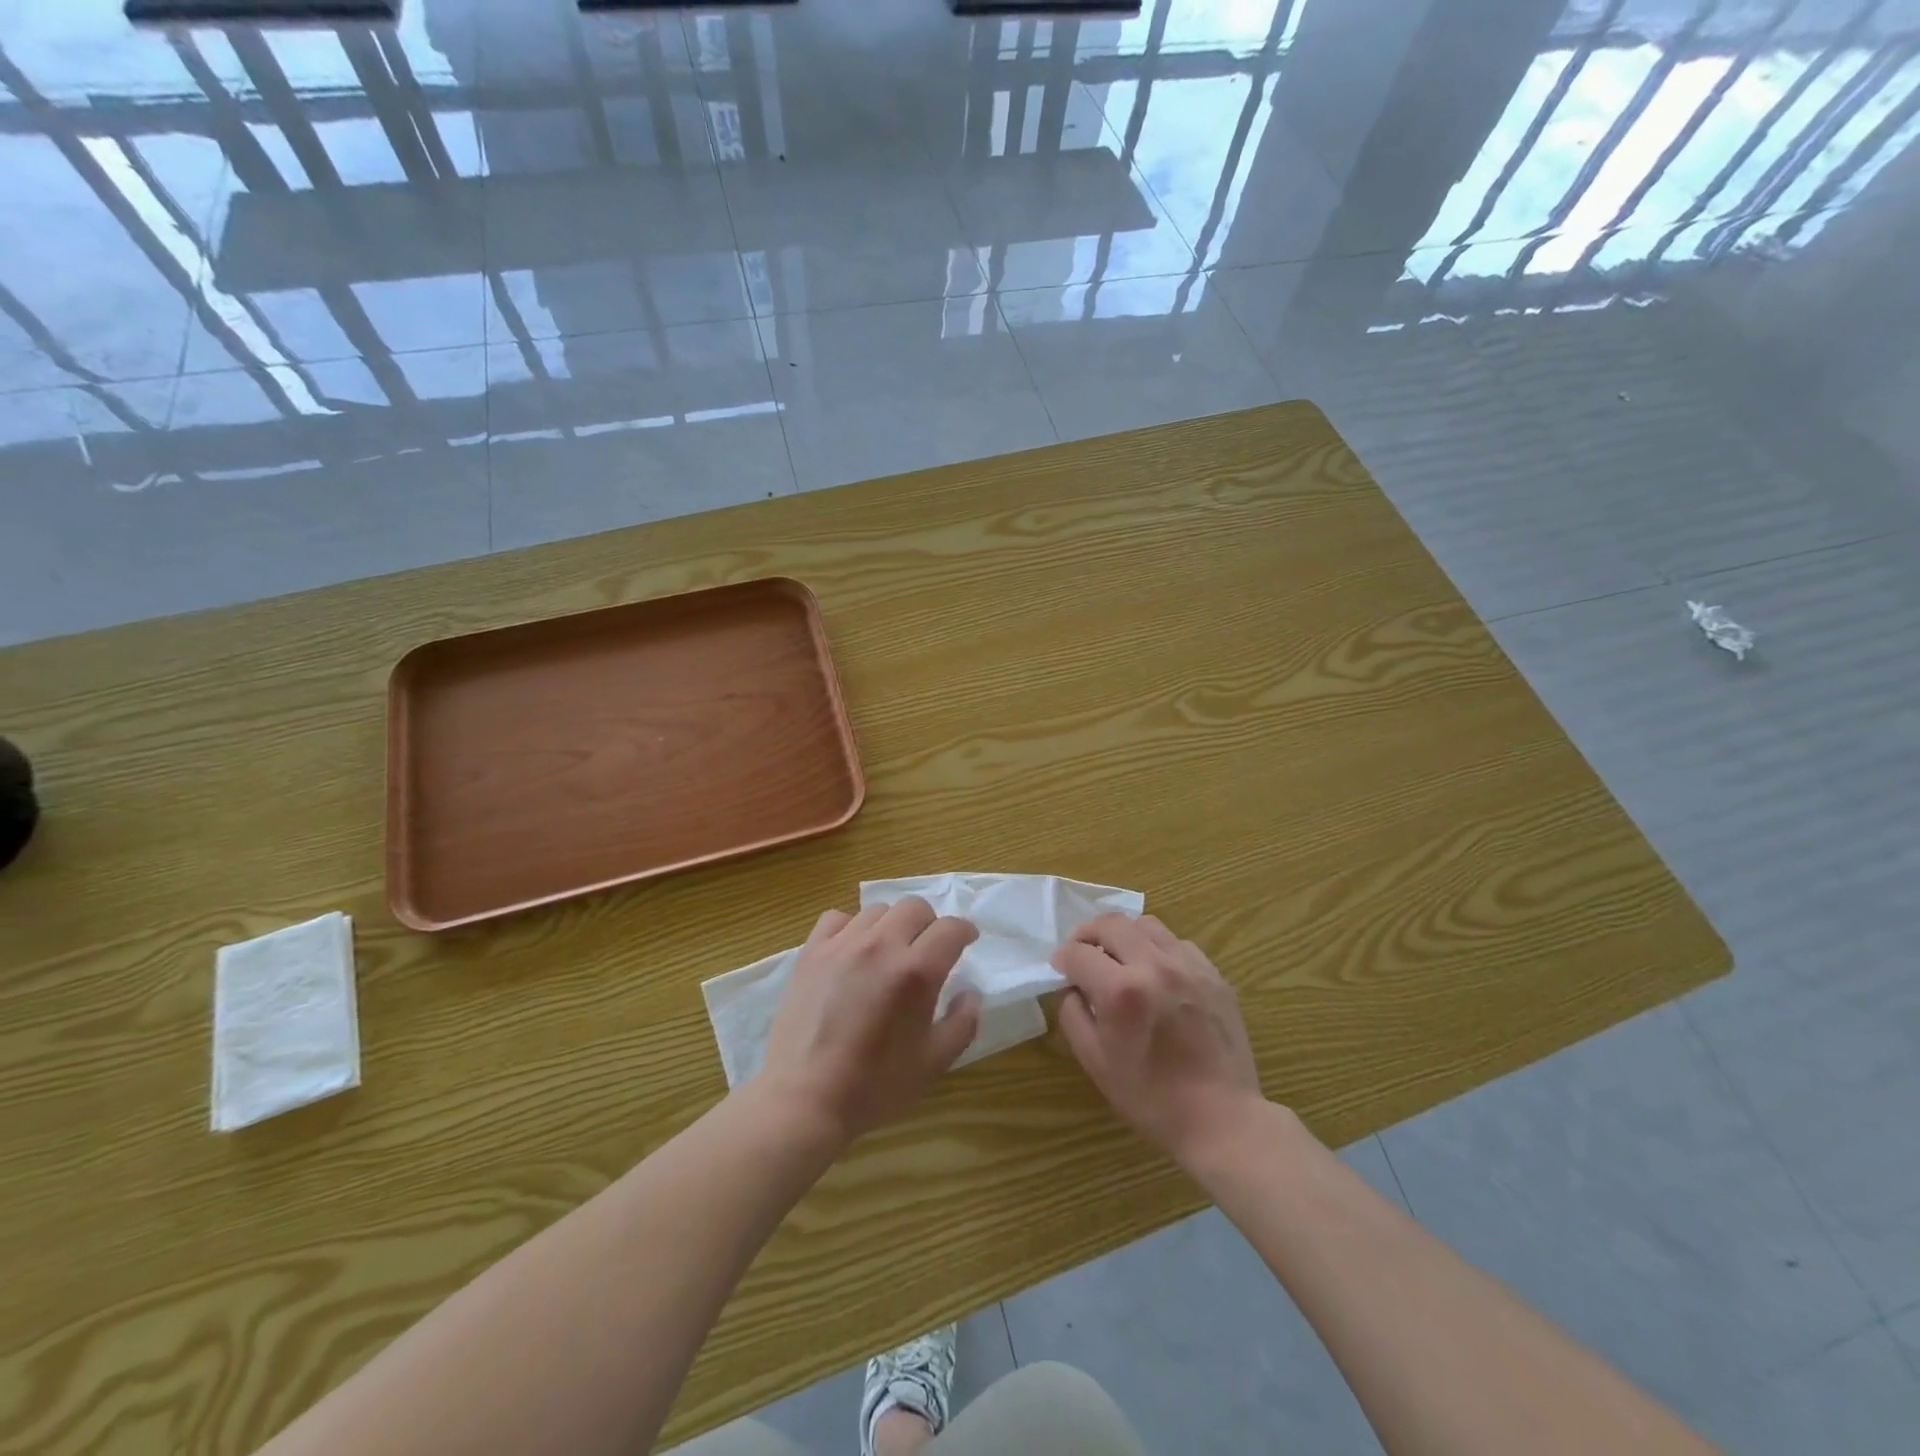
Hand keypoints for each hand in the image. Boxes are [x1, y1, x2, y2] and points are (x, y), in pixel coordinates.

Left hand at [761, 898, 980, 1145]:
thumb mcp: (935, 1062)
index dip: (965, 932)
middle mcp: (881, 946)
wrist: (805, 1098)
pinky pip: (838, 918)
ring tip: (889, 952)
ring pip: (878, 910)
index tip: (966, 942)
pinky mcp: (812, 951)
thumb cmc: (875, 1085)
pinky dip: (852, 927)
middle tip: (928, 949)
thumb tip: (970, 993)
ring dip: (892, 926)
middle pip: (914, 907)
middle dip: (930, 923)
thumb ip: (962, 1022)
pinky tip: (852, 951)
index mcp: (916, 971)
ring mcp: (842, 945)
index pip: (950, 928)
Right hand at [1052, 913, 1264, 1170]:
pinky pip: (1177, 943)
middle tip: (1081, 953)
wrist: (1222, 1120)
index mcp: (1122, 991)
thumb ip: (1073, 1014)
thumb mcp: (1095, 1062)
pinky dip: (1157, 948)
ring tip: (1118, 958)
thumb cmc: (1151, 1099)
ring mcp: (1189, 966)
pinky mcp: (1213, 974)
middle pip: (1111, 923)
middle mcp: (1155, 966)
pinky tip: (1155, 974)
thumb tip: (1071, 985)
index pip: (1078, 954)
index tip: (1059, 968)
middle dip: (1087, 934)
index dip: (1062, 958)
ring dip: (1123, 935)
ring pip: (1145, 925)